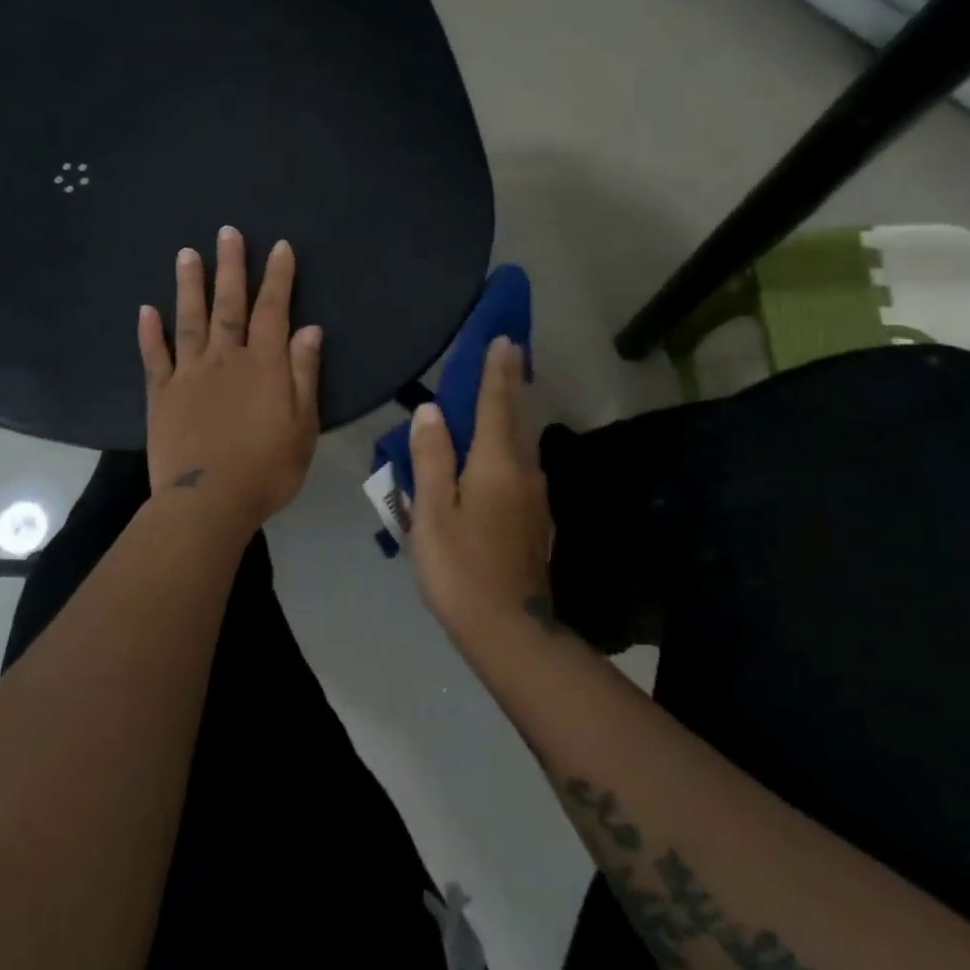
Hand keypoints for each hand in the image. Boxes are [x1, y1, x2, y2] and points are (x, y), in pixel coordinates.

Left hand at [139, 227, 323, 534]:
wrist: (209, 503)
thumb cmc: (267, 468)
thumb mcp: (302, 424)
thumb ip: (303, 374)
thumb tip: (310, 329)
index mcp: (263, 365)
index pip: (274, 310)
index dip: (278, 277)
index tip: (280, 246)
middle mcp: (225, 359)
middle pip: (229, 305)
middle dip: (231, 267)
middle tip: (227, 232)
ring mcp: (189, 375)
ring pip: (189, 320)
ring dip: (189, 286)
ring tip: (186, 253)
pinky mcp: (161, 396)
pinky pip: (155, 358)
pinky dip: (150, 333)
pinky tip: (146, 310)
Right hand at [406, 336, 555, 641]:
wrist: (511, 631)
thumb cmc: (460, 569)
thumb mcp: (433, 512)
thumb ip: (431, 457)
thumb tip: (432, 410)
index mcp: (496, 464)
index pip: (497, 403)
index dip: (497, 370)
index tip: (504, 339)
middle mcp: (524, 471)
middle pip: (517, 418)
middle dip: (511, 384)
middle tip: (507, 355)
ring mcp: (536, 498)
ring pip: (523, 444)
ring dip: (512, 415)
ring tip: (498, 397)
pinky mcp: (537, 520)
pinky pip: (522, 468)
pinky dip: (511, 447)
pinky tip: (496, 457)